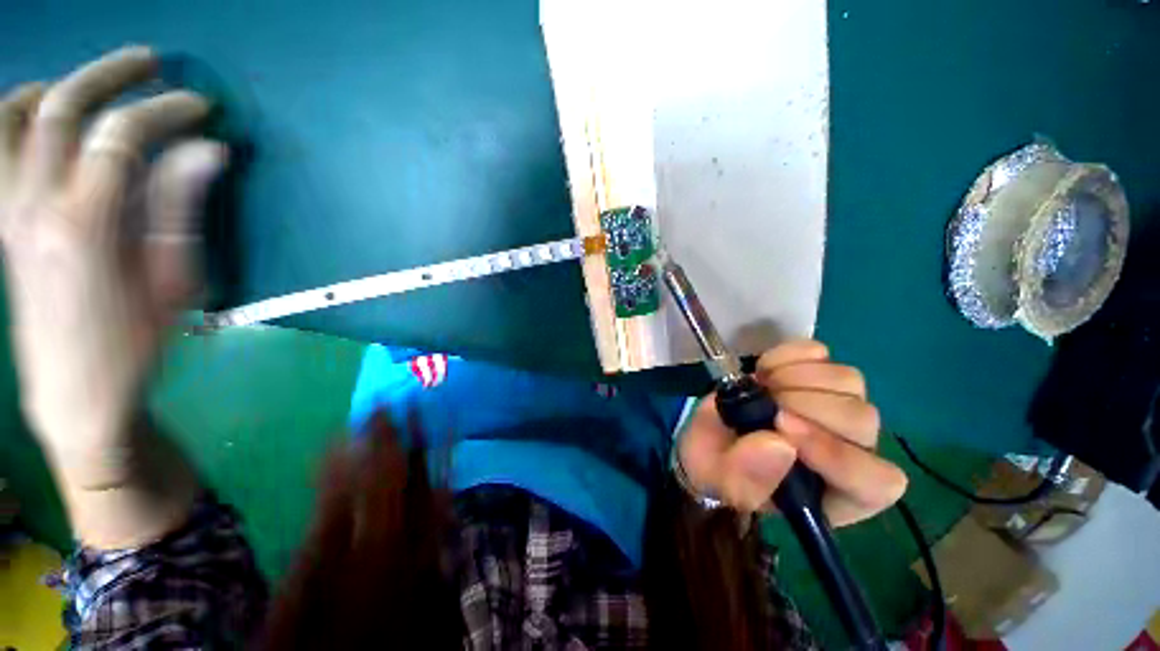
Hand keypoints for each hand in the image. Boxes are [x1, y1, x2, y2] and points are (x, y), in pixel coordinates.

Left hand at [0, 47, 224, 484]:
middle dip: (110, 74)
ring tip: (88, 84)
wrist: (76, 392)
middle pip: (61, 108)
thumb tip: (209, 153)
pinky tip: (34, 115)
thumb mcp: (174, 281)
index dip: (166, 112)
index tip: (201, 109)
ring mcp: (8, 211)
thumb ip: (181, 208)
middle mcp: (35, 205)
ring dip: (54, 87)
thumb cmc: (135, 343)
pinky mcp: (0, 223)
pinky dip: (10, 115)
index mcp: (84, 224)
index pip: (122, 137)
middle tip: (152, 64)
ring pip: (12, 118)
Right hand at [678, 340, 906, 526]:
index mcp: (837, 495)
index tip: (782, 430)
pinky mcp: (816, 374)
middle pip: (861, 419)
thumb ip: (745, 477)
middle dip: (805, 405)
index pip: (874, 481)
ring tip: (761, 387)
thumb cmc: (719, 468)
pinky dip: (789, 354)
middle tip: (764, 403)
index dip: (837, 454)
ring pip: (848, 381)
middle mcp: (851, 451)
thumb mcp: (718, 482)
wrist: (712, 434)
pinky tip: (765, 369)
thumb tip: (779, 444)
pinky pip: (820, 353)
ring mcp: (839, 406)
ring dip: (795, 378)